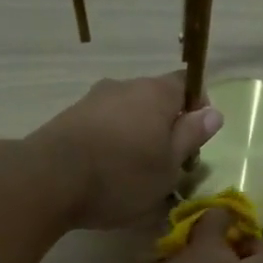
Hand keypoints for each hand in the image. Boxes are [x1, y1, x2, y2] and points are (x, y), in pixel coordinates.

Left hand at [28, 73, 223, 230]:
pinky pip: (103, 127)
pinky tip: (107, 174)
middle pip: (155, 100)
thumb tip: (213, 112)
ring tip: (135, 175)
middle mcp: (124, 86)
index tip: (196, 140)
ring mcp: (93, 100)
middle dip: (165, 127)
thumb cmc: (122, 175)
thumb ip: (191, 136)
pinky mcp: (69, 119)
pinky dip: (111, 144)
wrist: (49, 179)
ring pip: (127, 114)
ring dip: (136, 137)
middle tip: (168, 165)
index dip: (197, 107)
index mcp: (155, 92)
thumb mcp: (169, 165)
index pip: (187, 83)